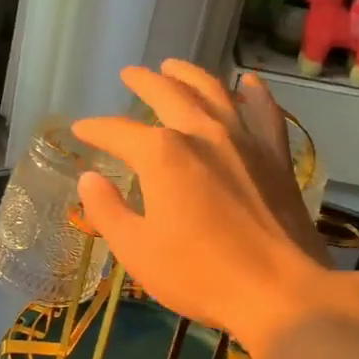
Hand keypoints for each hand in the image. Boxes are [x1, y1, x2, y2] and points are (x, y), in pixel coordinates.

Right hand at [71, 62, 333, 349]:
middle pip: (169, 94)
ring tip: (174, 66)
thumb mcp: (137, 251)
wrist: (278, 292)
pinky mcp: (276, 157)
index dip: (96, 130)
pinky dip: (253, 93)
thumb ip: (108, 211)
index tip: (80, 130)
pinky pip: (265, 112)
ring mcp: (245, 140)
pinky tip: (248, 84)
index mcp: (162, 155)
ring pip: (215, 91)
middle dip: (144, 82)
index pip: (118, 132)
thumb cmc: (199, 275)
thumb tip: (90, 180)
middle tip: (129, 74)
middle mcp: (203, 133)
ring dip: (190, 74)